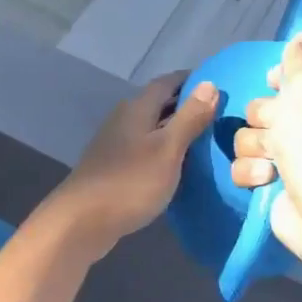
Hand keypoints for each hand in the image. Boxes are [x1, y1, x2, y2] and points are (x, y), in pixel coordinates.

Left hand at [51, 73, 217, 254]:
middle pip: (158, 103)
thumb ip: (189, 118)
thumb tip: (210, 83)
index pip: (167, 82)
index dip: (191, 80)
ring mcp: (116, 144)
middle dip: (186, 105)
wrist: (82, 221)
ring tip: (205, 138)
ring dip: (175, 129)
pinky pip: (145, 149)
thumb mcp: (168, 149)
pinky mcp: (114, 167)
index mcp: (137, 109)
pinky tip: (178, 165)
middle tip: (219, 113)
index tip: (217, 83)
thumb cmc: (130, 182)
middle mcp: (124, 119)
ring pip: (152, 127)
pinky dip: (164, 150)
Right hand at [230, 32, 301, 269]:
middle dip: (264, 117)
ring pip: (247, 136)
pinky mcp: (273, 184)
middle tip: (279, 129)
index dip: (279, 79)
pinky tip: (268, 180)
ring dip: (255, 147)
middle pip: (263, 105)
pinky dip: (252, 173)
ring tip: (275, 161)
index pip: (292, 74)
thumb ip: (299, 57)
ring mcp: (292, 155)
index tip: (274, 84)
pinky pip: (243, 166)